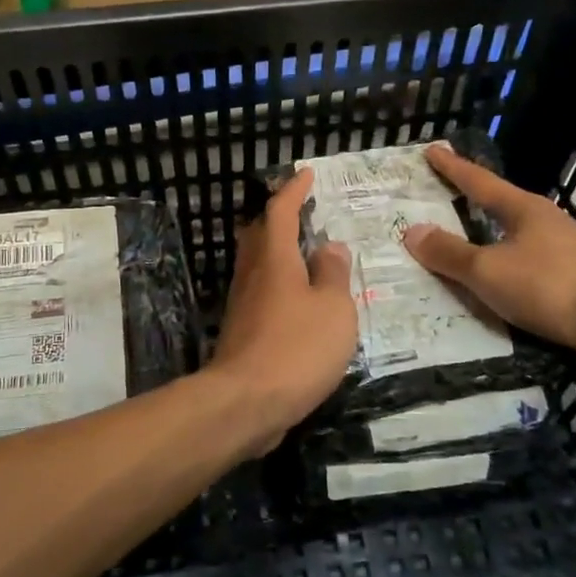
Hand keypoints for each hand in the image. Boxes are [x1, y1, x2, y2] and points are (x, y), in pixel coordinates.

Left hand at [208, 169, 357, 452]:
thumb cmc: (297, 348)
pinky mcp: (242, 331)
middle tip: (303, 211)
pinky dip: (280, 285)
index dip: (293, 190)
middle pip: (260, 234)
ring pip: (259, 265)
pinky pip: (262, 293)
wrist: (246, 403)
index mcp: (274, 259)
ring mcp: (243, 304)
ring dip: (279, 251)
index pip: (280, 211)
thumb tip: (329, 247)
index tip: (306, 174)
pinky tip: (299, 301)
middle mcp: (253, 274)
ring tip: (306, 253)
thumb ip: (333, 275)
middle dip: (279, 217)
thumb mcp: (333, 309)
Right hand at [402, 144, 575, 374]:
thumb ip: (450, 254)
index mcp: (522, 210)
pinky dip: (503, 273)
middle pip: (499, 207)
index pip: (478, 181)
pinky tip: (494, 288)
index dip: (453, 168)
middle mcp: (544, 224)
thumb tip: (411, 231)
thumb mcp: (490, 270)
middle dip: (469, 204)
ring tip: (460, 249)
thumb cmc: (552, 284)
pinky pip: (525, 271)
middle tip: (439, 199)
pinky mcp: (574, 283)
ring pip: (513, 241)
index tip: (433, 149)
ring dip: (487, 242)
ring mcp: (563, 253)